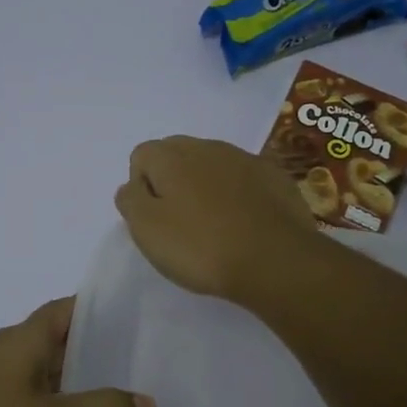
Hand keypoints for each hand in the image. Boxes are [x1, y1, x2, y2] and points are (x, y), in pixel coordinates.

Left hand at [0, 298, 155, 406]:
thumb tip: (148, 405)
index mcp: (24, 338)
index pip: (65, 309)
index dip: (96, 309)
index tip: (130, 318)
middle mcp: (5, 347)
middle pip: (53, 336)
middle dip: (88, 346)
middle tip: (130, 361)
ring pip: (37, 364)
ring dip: (67, 374)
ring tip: (105, 393)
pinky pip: (22, 387)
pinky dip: (47, 395)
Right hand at [114, 135, 318, 300]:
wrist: (276, 260)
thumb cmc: (201, 246)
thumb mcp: (147, 229)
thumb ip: (130, 200)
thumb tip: (132, 185)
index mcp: (172, 156)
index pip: (141, 156)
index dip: (142, 187)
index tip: (154, 219)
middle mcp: (207, 146)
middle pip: (177, 155)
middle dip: (173, 182)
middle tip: (180, 223)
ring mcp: (245, 158)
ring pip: (212, 165)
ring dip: (206, 187)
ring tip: (214, 226)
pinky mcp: (275, 176)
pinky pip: (243, 179)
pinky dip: (238, 194)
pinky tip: (244, 224)